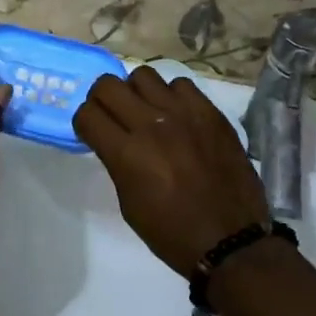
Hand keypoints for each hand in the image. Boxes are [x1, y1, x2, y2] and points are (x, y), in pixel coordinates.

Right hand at [72, 67, 269, 276]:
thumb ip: (117, 163)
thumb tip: (114, 140)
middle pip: (108, 85)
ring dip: (137, 93)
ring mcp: (183, 114)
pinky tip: (177, 116)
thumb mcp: (129, 204)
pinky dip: (172, 96)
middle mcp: (151, 125)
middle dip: (102, 99)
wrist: (231, 240)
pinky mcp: (210, 112)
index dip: (84, 122)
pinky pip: (180, 84)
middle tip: (112, 115)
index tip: (93, 132)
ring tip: (146, 112)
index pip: (86, 114)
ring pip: (143, 76)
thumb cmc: (172, 232)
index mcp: (127, 154)